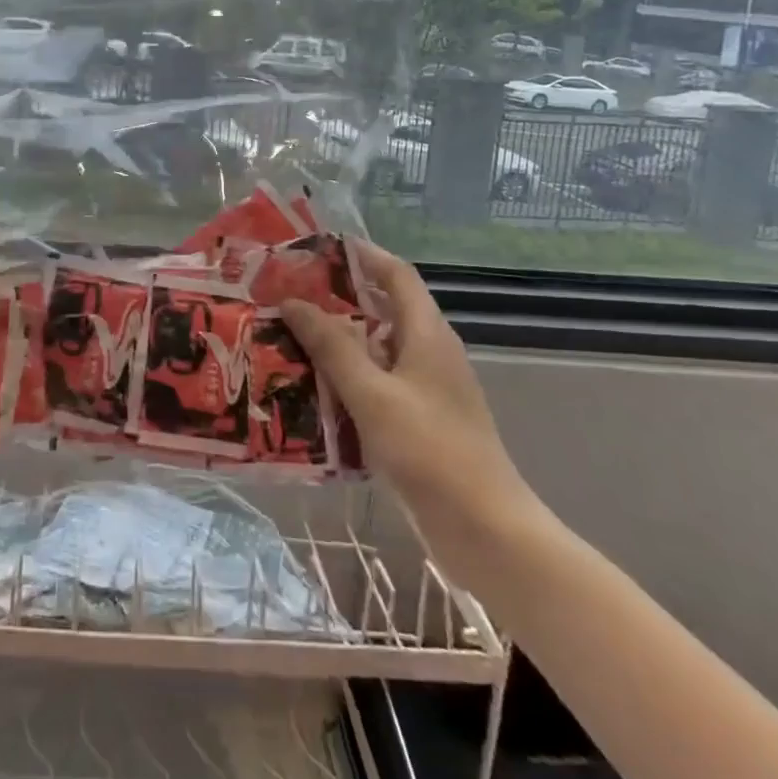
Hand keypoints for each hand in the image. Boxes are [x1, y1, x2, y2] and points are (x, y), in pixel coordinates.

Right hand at [283, 239, 549, 586]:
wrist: (486, 532)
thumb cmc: (430, 452)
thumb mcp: (372, 394)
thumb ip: (332, 346)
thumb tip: (293, 302)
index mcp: (428, 334)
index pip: (397, 274)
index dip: (363, 254)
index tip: (320, 246)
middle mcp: (431, 353)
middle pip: (385, 309)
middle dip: (339, 298)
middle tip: (291, 294)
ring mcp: (429, 390)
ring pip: (379, 349)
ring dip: (339, 341)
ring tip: (291, 338)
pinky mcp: (422, 422)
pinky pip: (379, 384)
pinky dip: (349, 378)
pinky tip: (315, 391)